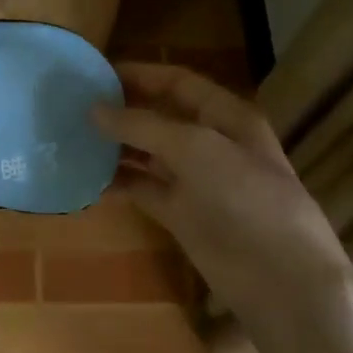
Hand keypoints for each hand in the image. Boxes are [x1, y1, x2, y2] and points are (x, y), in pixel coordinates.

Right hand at [94, 64, 352, 352]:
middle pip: (161, 116)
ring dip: (116, 147)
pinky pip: (145, 190)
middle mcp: (211, 143)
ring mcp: (196, 181)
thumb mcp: (195, 148)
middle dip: (123, 110)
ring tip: (73, 139)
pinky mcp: (183, 215)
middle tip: (75, 106)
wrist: (279, 279)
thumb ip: (143, 125)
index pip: (179, 83)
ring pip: (149, 154)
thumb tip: (94, 110)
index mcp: (226, 116)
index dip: (140, 74)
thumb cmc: (245, 198)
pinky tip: (88, 180)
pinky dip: (119, 183)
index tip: (96, 73)